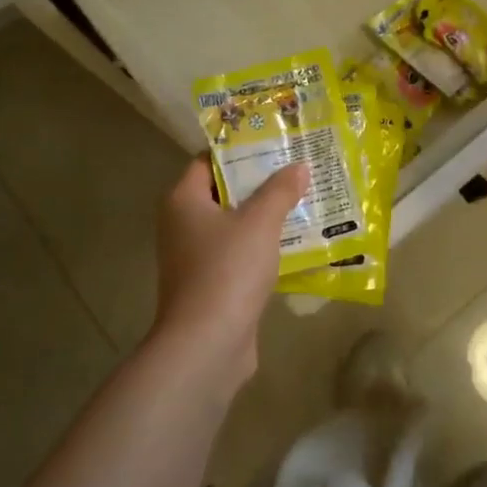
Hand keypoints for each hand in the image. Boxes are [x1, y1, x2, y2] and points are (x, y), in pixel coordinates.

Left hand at [153, 158, 307, 380]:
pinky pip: (240, 254)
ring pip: (234, 225)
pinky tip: (295, 241)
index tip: (273, 142)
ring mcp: (195, 258)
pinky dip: (263, 246)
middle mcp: (182, 225)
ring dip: (264, 216)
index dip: (239, 150)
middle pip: (223, 192)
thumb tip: (298, 166)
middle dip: (259, 182)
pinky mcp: (212, 285)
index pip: (207, 161)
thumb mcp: (260, 221)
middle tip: (296, 168)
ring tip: (303, 200)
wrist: (207, 343)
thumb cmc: (227, 269)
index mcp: (183, 201)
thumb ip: (280, 190)